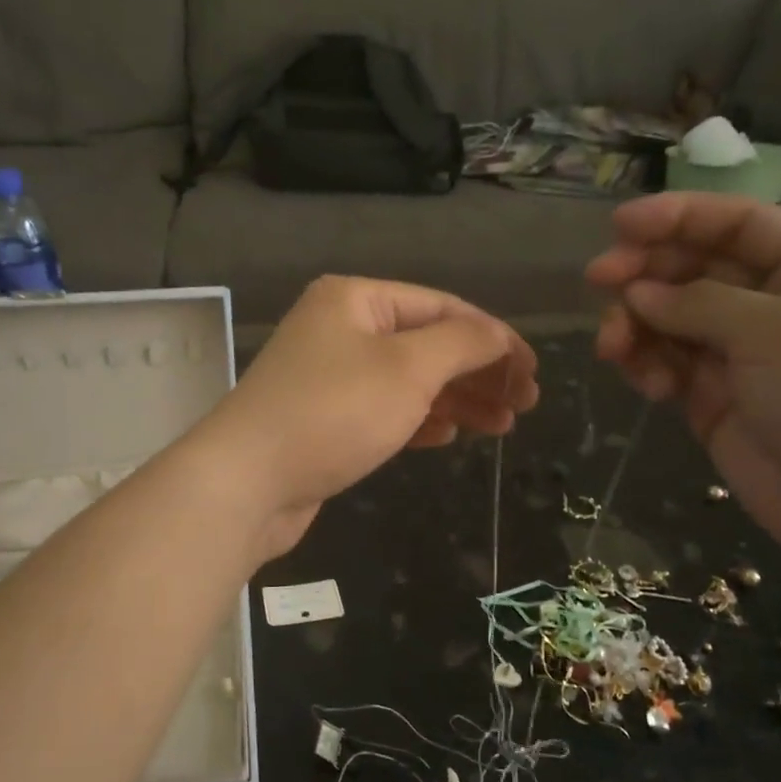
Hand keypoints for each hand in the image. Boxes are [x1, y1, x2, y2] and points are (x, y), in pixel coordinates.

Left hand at [200, 277, 538, 557]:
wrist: (248, 482)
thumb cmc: (333, 412)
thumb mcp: (408, 368)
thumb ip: (462, 343)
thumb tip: (497, 335)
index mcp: (355, 299)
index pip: (441, 307)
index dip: (493, 338)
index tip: (532, 373)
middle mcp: (340, 330)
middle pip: (426, 344)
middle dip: (477, 373)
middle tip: (523, 405)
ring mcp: (328, 377)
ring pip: (407, 381)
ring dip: (455, 400)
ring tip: (500, 426)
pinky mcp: (323, 421)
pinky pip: (383, 411)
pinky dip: (418, 420)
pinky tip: (446, 437)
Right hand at [586, 194, 780, 617]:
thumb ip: (701, 303)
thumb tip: (636, 292)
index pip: (737, 224)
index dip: (677, 217)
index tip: (618, 225)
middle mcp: (775, 304)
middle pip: (693, 269)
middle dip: (645, 273)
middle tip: (598, 282)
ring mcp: (741, 354)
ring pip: (669, 319)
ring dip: (636, 325)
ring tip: (615, 348)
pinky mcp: (714, 399)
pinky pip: (667, 365)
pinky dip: (648, 367)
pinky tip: (648, 385)